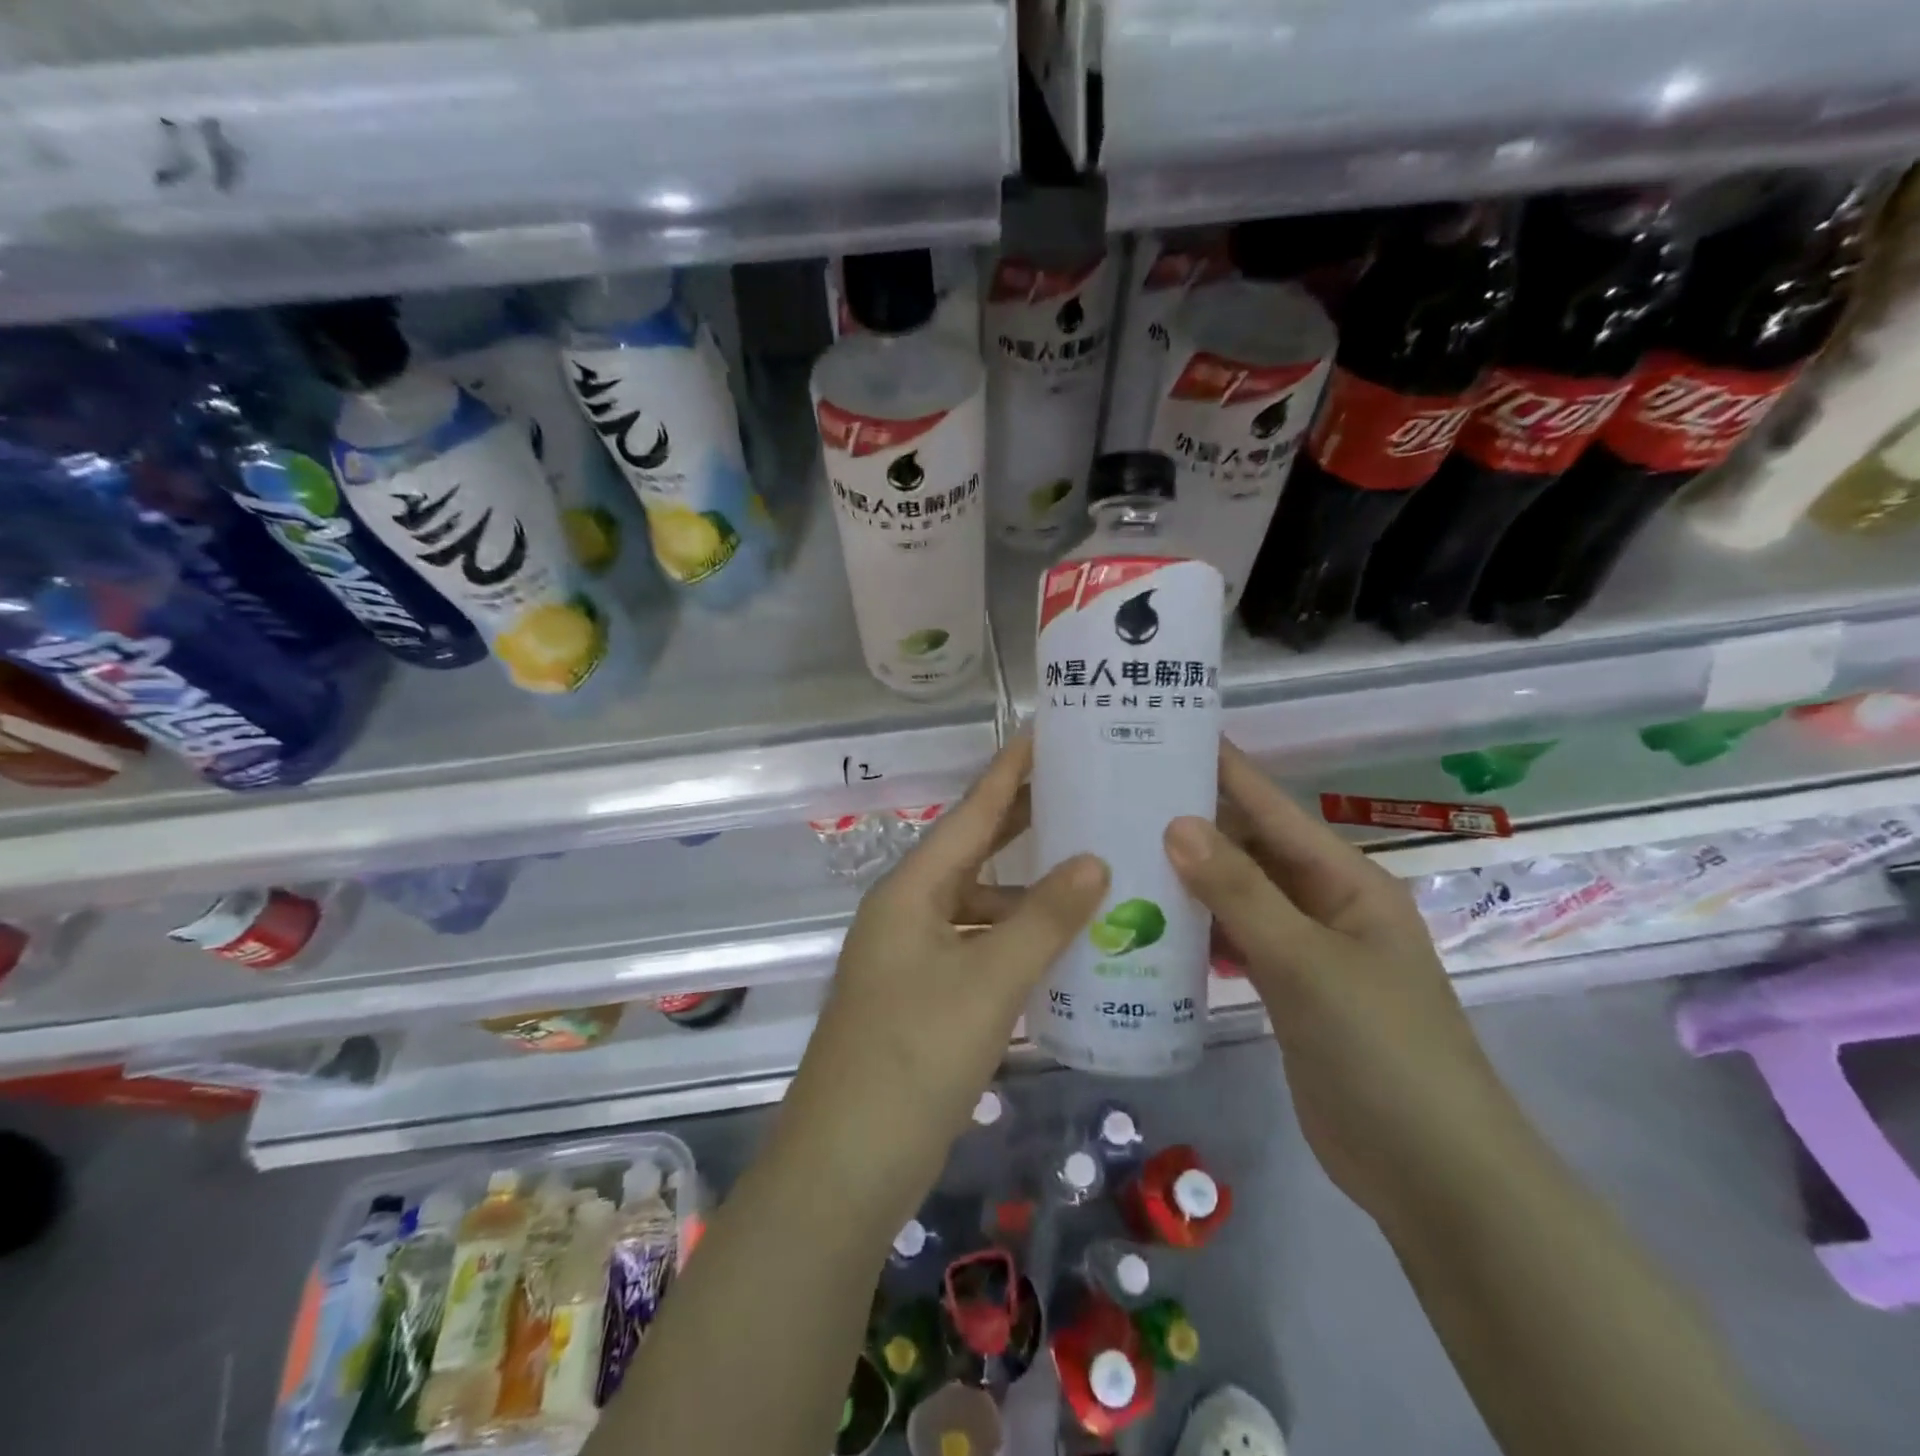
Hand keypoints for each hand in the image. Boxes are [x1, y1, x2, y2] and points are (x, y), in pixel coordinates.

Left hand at [785, 733, 1108, 1204]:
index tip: (1046, 732)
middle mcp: (907, 911)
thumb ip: (1044, 919)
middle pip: (973, 852)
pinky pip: (977, 948)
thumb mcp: (988, 981)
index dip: (1010, 772)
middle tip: (1081, 793)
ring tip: (1089, 877)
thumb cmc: (914, 1056)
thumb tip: (1094, 859)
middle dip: (1023, 824)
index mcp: (912, 890)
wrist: (847, 1163)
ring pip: (978, 905)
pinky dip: (1015, 942)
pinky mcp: (921, 997)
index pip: (971, 813)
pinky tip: (1058, 950)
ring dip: (1026, 893)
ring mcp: (911, 956)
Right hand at [1164, 741, 1532, 1230]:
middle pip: (1251, 849)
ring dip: (1190, 879)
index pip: (1273, 808)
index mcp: (1345, 881)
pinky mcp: (1287, 991)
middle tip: (1121, 796)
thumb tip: (1177, 823)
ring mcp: (1306, 950)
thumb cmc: (1382, 1050)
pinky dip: (1199, 930)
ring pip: (1238, 897)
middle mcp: (1325, 904)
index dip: (1225, 769)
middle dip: (1194, 823)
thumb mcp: (1307, 963)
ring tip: (1121, 851)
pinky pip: (1235, 941)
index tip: (1167, 734)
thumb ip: (1241, 892)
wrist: (1430, 1174)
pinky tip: (1151, 924)